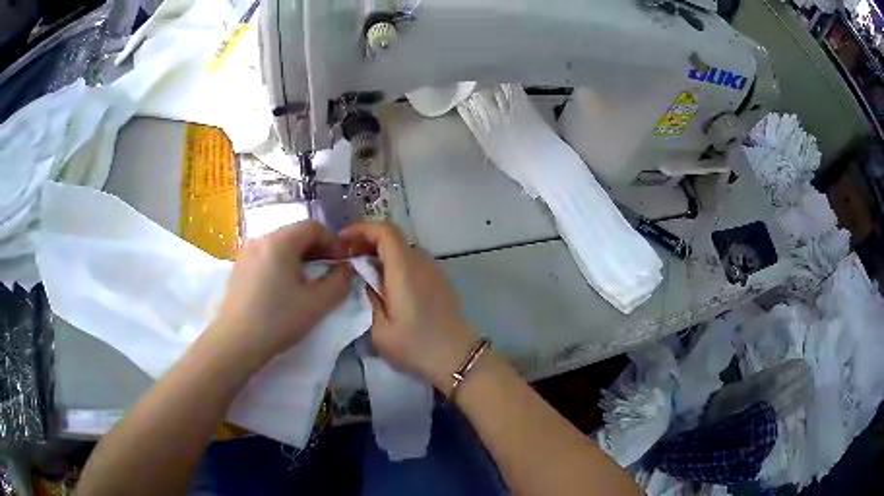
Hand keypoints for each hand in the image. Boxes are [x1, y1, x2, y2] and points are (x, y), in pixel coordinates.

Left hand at [206, 221, 353, 367]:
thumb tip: (347, 269)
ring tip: (308, 282)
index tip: (343, 262)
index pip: (313, 227)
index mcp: (279, 242)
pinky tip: (284, 289)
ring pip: (280, 246)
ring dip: (300, 258)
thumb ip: (339, 282)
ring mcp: (246, 253)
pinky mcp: (239, 269)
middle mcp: (260, 240)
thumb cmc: (277, 320)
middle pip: (295, 234)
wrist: (235, 342)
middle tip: (330, 271)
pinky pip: (266, 257)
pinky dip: (282, 264)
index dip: (333, 241)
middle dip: (317, 249)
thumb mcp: (316, 304)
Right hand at [341, 222, 476, 391]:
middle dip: (367, 240)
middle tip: (347, 256)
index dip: (362, 228)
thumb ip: (370, 298)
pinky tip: (386, 283)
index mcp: (404, 269)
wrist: (458, 357)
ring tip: (363, 270)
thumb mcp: (380, 330)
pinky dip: (395, 263)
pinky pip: (413, 262)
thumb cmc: (416, 346)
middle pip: (393, 237)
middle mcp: (421, 262)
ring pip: (403, 249)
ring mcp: (434, 270)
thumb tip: (367, 282)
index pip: (385, 231)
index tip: (342, 240)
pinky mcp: (440, 281)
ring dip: (381, 252)